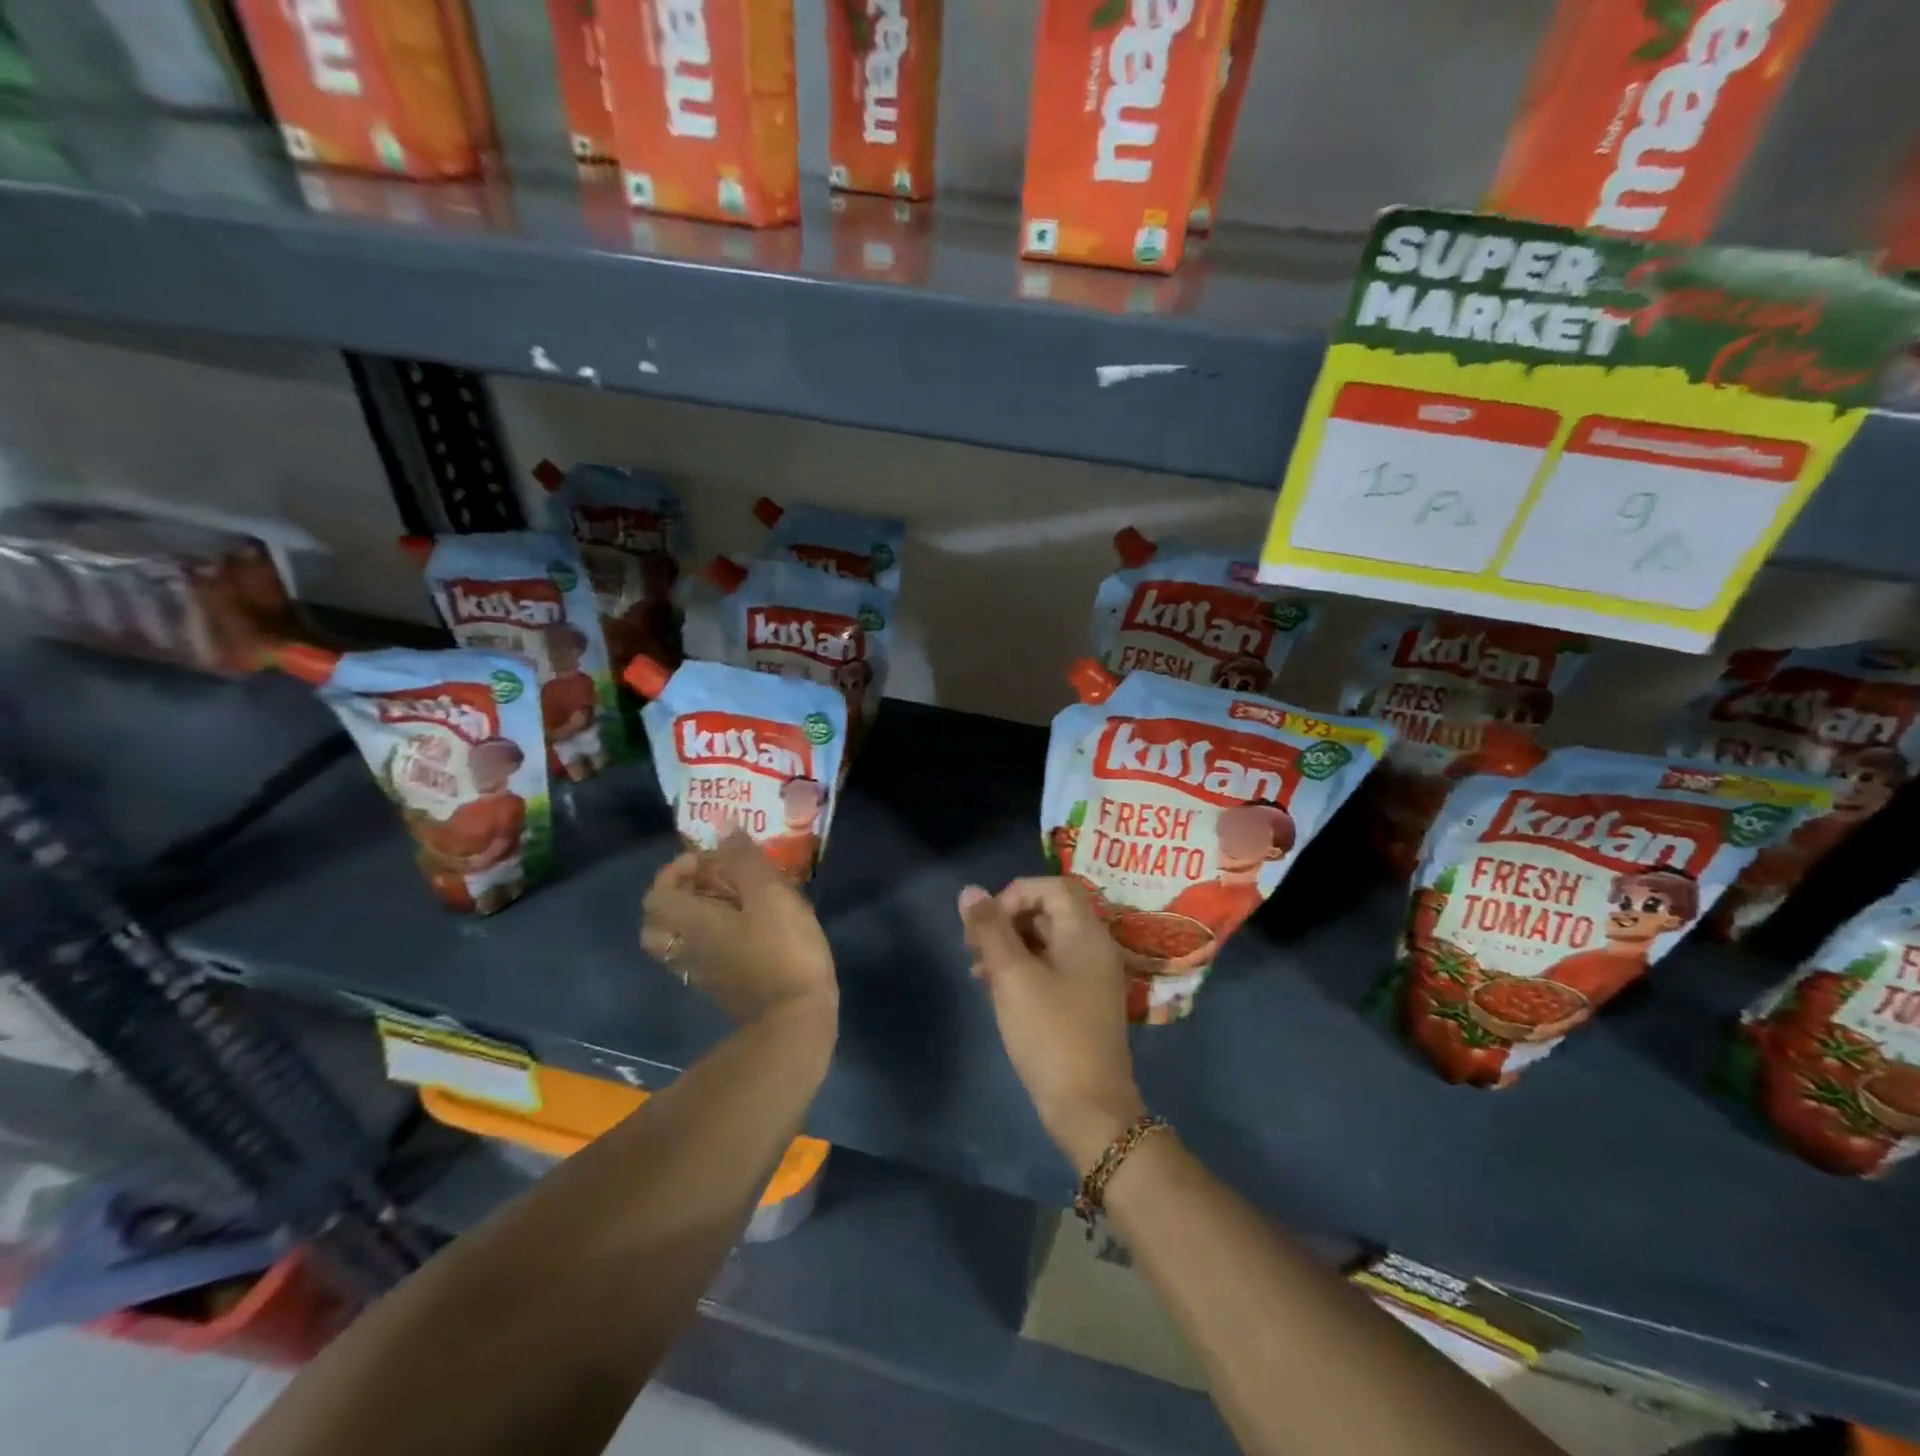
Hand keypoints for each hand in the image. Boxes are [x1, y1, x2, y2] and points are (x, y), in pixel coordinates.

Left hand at [641, 834, 838, 1027]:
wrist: (795, 1019)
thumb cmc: (782, 950)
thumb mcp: (770, 894)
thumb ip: (743, 860)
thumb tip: (722, 829)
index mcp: (690, 923)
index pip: (657, 894)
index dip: (676, 870)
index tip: (710, 858)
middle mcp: (687, 949)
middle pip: (658, 922)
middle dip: (679, 894)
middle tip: (713, 880)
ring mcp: (703, 973)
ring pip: (679, 940)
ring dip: (696, 915)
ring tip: (733, 901)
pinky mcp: (724, 987)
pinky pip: (702, 954)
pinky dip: (712, 935)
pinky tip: (748, 927)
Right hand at [959, 878, 1145, 1171]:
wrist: (1089, 1108)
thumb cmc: (1051, 1035)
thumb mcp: (1013, 977)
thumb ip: (990, 930)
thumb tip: (970, 891)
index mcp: (1085, 933)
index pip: (1050, 887)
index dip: (1013, 895)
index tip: (985, 924)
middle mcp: (1093, 947)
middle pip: (1047, 912)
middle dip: (1005, 922)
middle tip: (972, 948)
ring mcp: (1090, 976)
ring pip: (1045, 941)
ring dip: (1008, 947)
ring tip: (976, 973)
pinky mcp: (1082, 1002)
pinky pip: (1050, 967)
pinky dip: (1022, 969)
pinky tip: (994, 990)